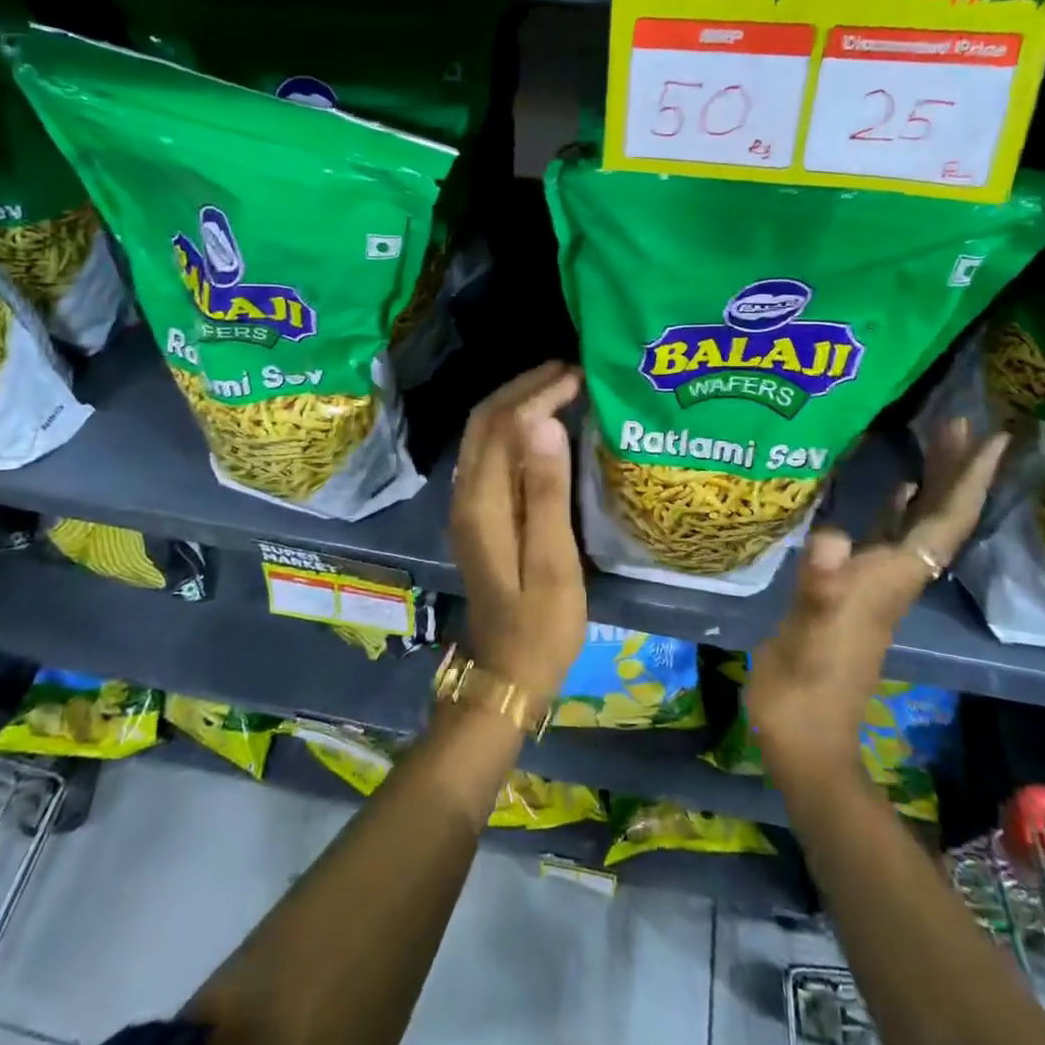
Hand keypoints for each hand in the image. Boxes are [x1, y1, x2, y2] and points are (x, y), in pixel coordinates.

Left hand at [449, 362, 586, 701]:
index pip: (503, 424)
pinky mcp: (478, 514)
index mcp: (482, 502)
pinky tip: (543, 429)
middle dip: (523, 387)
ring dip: (516, 403)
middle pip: (485, 420)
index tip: (578, 375)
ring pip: (484, 434)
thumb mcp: (552, 561)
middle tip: (570, 371)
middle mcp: (466, 493)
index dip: (537, 393)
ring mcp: (468, 504)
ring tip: (560, 388)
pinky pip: (490, 452)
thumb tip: (544, 421)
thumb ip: (546, 490)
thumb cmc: (539, 624)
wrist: (506, 673)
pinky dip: (514, 427)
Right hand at [746, 418, 1006, 781]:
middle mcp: (895, 578)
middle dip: (954, 469)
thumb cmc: (804, 687)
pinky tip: (896, 488)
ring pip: (918, 524)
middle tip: (959, 418)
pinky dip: (899, 507)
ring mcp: (877, 586)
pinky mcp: (856, 591)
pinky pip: (889, 536)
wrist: (804, 736)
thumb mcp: (806, 637)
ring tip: (934, 438)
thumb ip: (820, 588)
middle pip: (939, 518)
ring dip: (932, 482)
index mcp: (890, 581)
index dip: (968, 481)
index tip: (995, 438)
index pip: (943, 525)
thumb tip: (830, 536)